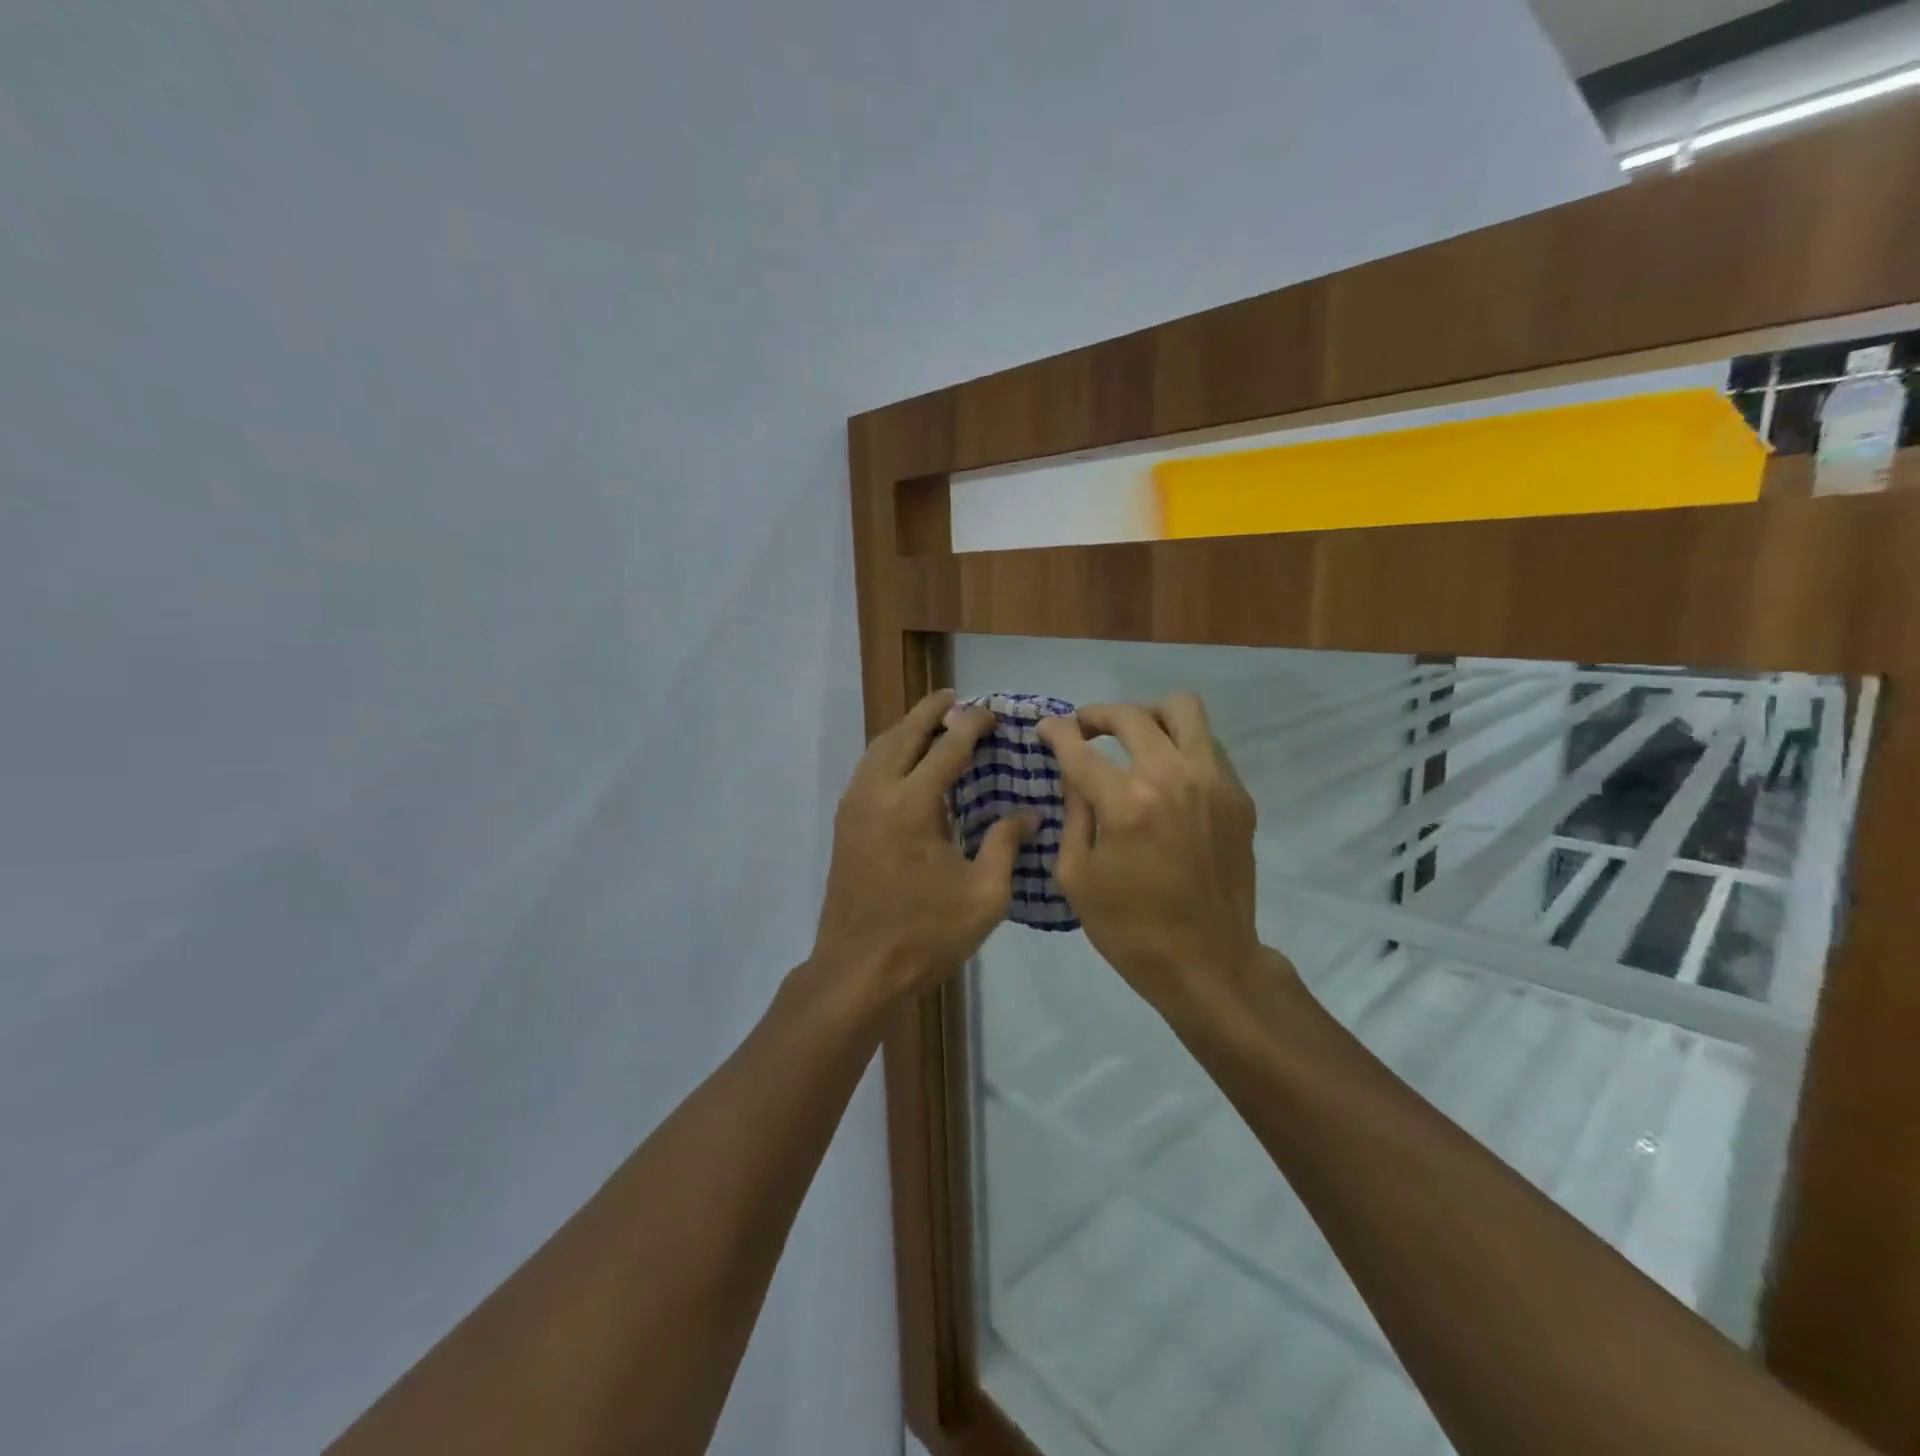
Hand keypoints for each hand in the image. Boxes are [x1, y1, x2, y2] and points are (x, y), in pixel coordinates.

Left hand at [810, 689, 1034, 1006]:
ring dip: (906, 728)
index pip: (948, 747)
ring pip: (879, 748)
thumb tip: (1030, 814)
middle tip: (954, 697)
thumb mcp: (984, 895)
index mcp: (913, 804)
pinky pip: (867, 768)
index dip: (972, 724)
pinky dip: (889, 751)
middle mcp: (877, 792)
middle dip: (931, 711)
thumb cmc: (926, 934)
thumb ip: (1006, 845)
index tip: (991, 711)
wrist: (858, 969)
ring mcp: (854, 806)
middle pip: (904, 734)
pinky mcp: (844, 822)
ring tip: (932, 722)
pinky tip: (906, 762)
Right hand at [1036, 693, 1266, 1004]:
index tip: (1046, 729)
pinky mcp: (1239, 796)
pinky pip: (1208, 744)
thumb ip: (1073, 813)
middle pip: (1131, 715)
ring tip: (1132, 738)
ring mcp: (1214, 782)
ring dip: (1148, 717)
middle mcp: (1174, 777)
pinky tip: (1165, 775)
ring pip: (1183, 709)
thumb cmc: (1129, 928)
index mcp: (1127, 803)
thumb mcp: (1076, 876)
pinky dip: (1180, 746)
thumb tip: (1074, 774)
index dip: (1056, 732)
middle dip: (1097, 715)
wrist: (1207, 963)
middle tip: (1083, 730)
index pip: (1080, 747)